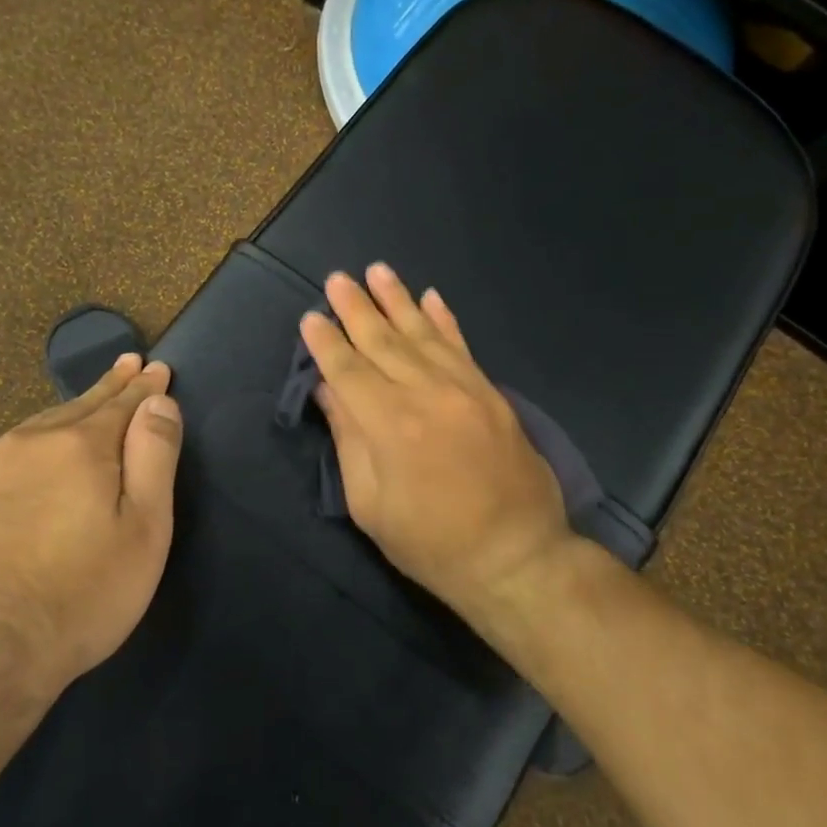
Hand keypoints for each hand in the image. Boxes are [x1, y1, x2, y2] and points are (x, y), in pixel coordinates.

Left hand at [0, 354, 183, 702]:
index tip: (157, 367)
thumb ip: (153, 456)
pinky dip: (29, 451)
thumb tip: (158, 400)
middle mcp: (28, 442)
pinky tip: (31, 461)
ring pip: (37, 429)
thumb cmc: (83, 595)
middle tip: (127, 365)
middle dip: (108, 388)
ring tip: (86, 408)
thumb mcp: (144, 529)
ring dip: (67, 417)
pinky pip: (3, 460)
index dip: (143, 387)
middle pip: (78, 407)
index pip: (121, 403)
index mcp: (79, 445)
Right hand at [299, 265, 570, 620]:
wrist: (516, 556)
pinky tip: (431, 296)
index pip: (347, 370)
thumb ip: (349, 441)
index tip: (309, 317)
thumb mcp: (371, 506)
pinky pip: (462, 346)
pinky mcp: (490, 393)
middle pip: (382, 341)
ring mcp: (464, 388)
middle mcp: (426, 394)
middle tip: (337, 278)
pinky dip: (444, 319)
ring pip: (422, 333)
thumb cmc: (432, 543)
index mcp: (389, 425)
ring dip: (397, 300)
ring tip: (377, 270)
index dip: (325, 342)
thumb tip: (328, 391)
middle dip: (355, 308)